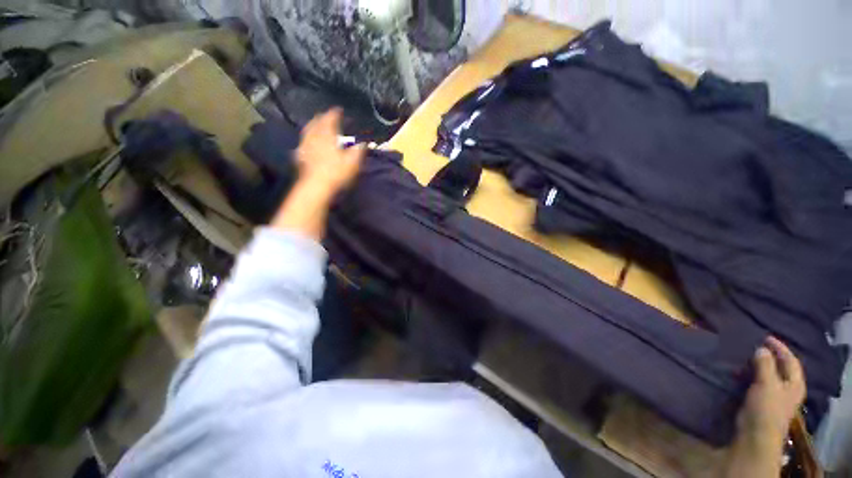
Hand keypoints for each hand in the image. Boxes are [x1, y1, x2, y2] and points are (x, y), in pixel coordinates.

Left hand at [270, 108, 364, 239]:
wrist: (317, 186)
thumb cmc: (336, 172)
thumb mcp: (353, 162)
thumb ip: (358, 150)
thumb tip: (363, 143)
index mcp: (327, 136)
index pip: (330, 119)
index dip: (334, 113)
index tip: (338, 110)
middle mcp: (314, 137)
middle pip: (316, 123)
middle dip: (321, 118)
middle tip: (326, 116)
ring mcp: (305, 147)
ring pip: (307, 131)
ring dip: (312, 126)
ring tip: (315, 125)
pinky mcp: (301, 157)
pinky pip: (302, 144)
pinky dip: (306, 140)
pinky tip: (306, 143)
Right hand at [737, 336, 805, 444]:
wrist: (755, 434)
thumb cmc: (766, 408)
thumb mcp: (767, 384)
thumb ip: (765, 365)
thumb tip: (761, 348)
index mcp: (794, 384)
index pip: (791, 361)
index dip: (780, 348)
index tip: (766, 337)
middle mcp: (787, 388)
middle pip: (780, 367)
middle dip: (769, 356)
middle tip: (755, 344)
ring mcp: (774, 396)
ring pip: (768, 375)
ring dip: (758, 365)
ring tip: (745, 355)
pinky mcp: (761, 400)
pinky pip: (757, 381)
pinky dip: (751, 374)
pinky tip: (741, 370)